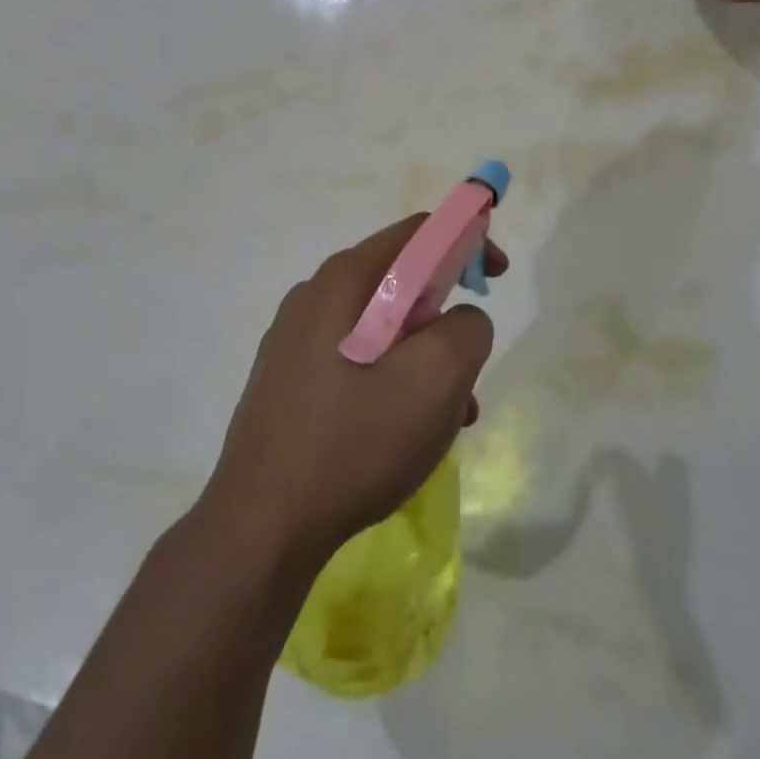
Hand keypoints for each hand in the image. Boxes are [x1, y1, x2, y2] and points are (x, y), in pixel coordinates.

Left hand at [202, 216, 505, 568]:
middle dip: (446, 317)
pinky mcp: (288, 381)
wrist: (263, 526)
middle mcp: (313, 298)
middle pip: (400, 282)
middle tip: (469, 366)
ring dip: (425, 359)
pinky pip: (356, 361)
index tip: (497, 278)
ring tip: (448, 417)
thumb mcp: (435, 380)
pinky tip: (406, 433)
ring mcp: (294, 341)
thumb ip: (467, 328)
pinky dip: (393, 381)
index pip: (418, 233)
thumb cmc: (354, 444)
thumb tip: (460, 319)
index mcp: (344, 281)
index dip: (467, 242)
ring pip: (382, 329)